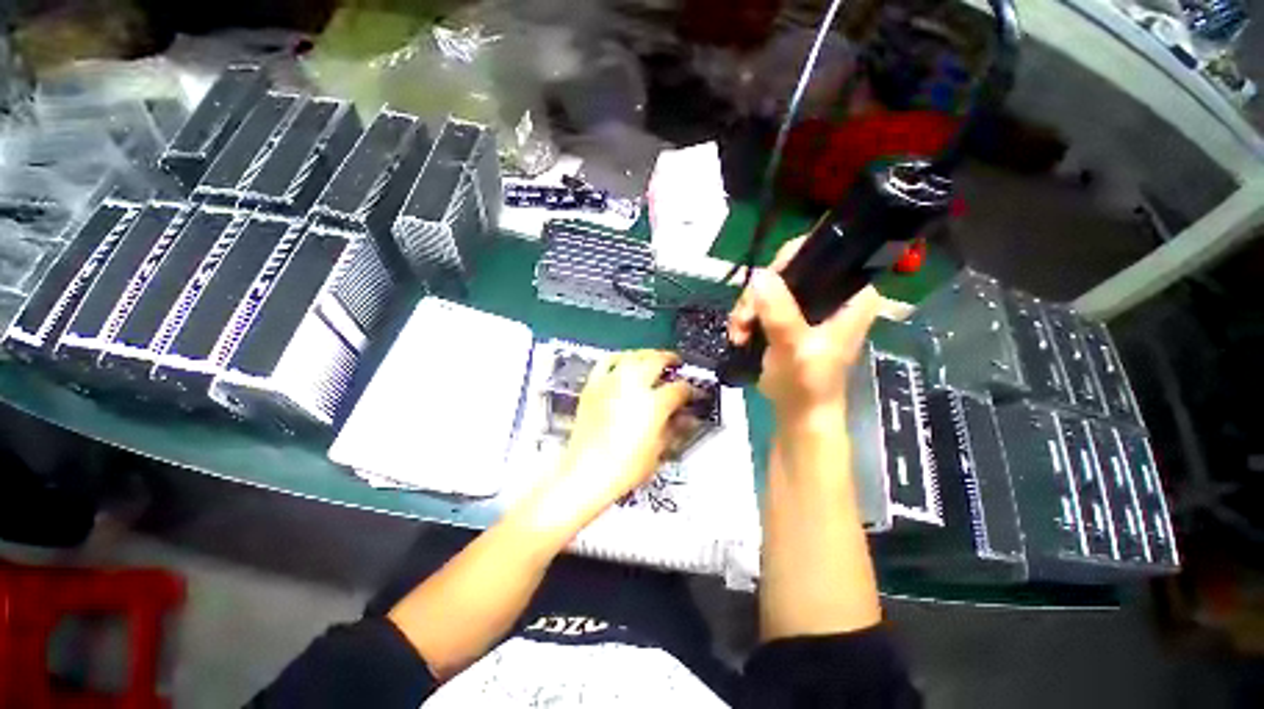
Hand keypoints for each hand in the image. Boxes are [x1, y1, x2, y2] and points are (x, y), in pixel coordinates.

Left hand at [553, 350, 691, 508]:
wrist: (586, 473)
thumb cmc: (623, 468)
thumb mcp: (659, 450)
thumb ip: (675, 428)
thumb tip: (685, 417)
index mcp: (654, 404)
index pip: (680, 388)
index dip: (691, 390)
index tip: (693, 393)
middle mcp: (633, 387)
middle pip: (657, 360)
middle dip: (670, 360)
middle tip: (676, 365)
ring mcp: (611, 383)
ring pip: (633, 355)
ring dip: (647, 355)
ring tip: (653, 358)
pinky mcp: (593, 386)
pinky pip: (606, 362)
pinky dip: (618, 358)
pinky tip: (624, 360)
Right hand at [728, 237, 882, 419]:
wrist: (798, 413)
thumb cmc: (807, 383)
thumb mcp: (794, 346)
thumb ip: (779, 311)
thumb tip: (758, 275)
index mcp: (851, 296)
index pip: (821, 256)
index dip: (787, 264)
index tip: (761, 286)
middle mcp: (831, 295)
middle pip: (786, 272)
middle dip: (757, 296)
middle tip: (743, 320)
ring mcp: (807, 307)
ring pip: (768, 289)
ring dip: (747, 310)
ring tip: (738, 334)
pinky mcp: (789, 320)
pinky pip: (761, 305)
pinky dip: (746, 318)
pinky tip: (739, 335)